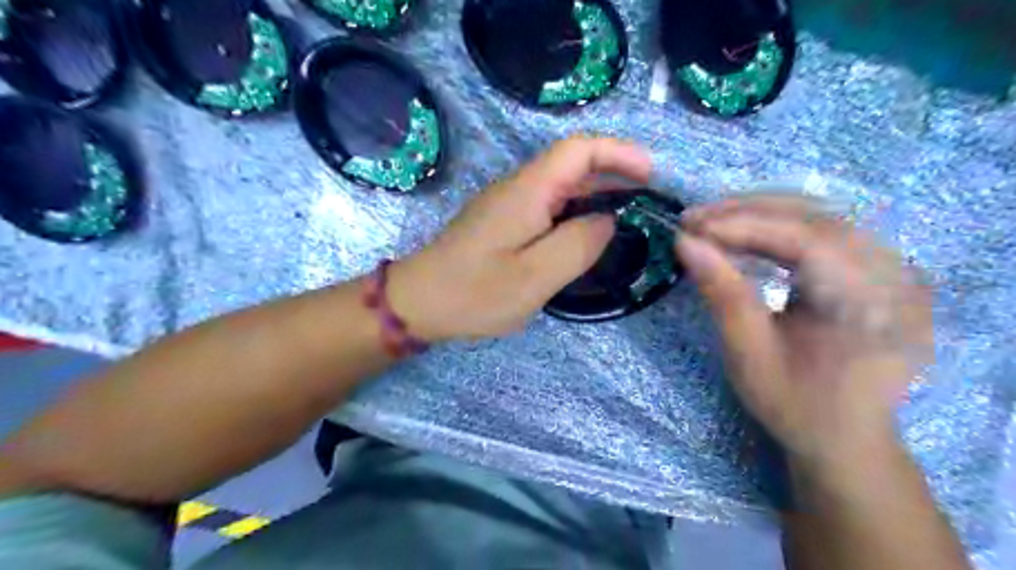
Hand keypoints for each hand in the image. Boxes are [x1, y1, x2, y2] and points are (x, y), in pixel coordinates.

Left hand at [386, 138, 654, 342]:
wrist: (418, 302)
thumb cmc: (474, 292)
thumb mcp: (535, 276)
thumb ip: (579, 245)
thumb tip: (607, 221)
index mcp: (528, 190)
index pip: (579, 149)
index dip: (618, 153)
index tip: (650, 175)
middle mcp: (518, 187)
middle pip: (572, 164)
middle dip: (614, 173)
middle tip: (647, 201)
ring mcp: (508, 204)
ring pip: (561, 186)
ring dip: (596, 194)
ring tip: (628, 217)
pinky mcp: (503, 222)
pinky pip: (548, 206)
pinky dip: (576, 212)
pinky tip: (587, 235)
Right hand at [677, 195, 931, 470]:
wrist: (845, 438)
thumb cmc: (795, 404)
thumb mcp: (749, 354)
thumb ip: (722, 292)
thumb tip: (685, 242)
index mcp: (870, 305)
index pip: (806, 239)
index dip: (744, 225)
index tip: (691, 226)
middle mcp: (895, 276)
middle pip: (817, 217)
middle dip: (748, 211)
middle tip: (695, 218)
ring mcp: (894, 269)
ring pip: (821, 216)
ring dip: (761, 213)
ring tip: (712, 221)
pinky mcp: (880, 270)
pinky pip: (826, 231)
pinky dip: (779, 225)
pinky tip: (746, 231)